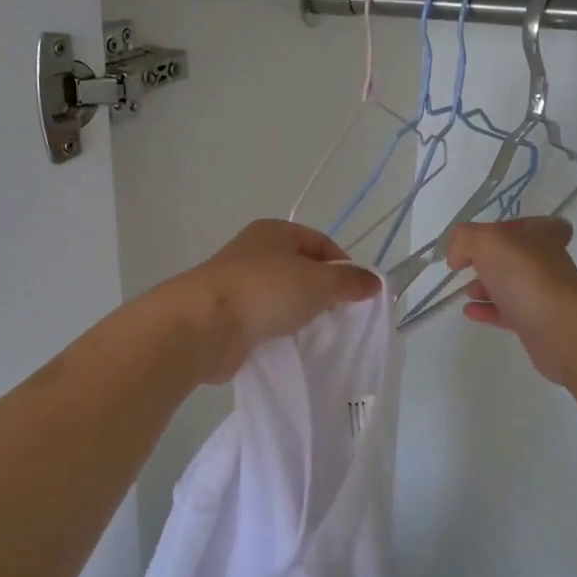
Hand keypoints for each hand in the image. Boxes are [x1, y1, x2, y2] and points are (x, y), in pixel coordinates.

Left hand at [167, 220, 380, 383]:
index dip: (344, 265)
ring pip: (281, 296)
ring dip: (298, 313)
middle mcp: (254, 251)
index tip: (357, 293)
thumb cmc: (265, 291)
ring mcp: (237, 283)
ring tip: (315, 332)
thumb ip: (349, 282)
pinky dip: (277, 330)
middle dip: (322, 291)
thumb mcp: (319, 282)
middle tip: (340, 316)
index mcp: (274, 231)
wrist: (203, 325)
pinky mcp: (227, 315)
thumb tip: (373, 282)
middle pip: (301, 269)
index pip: (321, 243)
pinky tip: (288, 344)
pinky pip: (262, 319)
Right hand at [446, 217, 576, 385]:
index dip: (512, 228)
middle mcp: (547, 263)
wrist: (559, 328)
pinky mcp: (537, 324)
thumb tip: (457, 257)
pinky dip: (488, 311)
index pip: (535, 224)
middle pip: (518, 257)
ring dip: (487, 287)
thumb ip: (465, 239)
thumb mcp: (487, 241)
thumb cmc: (525, 276)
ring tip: (467, 292)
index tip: (489, 239)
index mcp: (542, 236)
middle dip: (491, 261)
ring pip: (513, 286)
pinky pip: (508, 313)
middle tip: (469, 267)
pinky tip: (469, 312)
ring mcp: (544, 295)